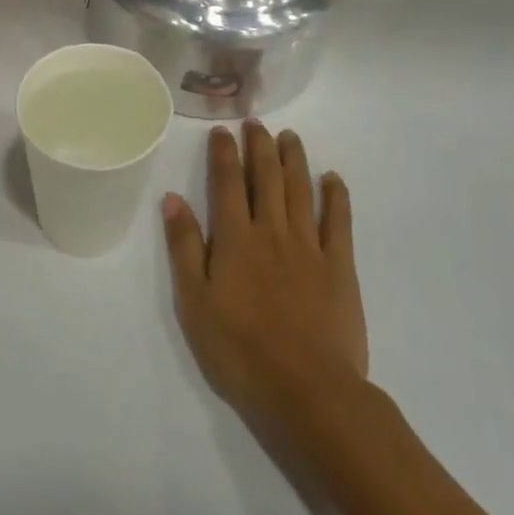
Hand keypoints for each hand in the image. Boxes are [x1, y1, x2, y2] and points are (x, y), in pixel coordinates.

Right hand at [162, 122, 366, 436]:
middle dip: (259, 146)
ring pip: (300, 190)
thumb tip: (173, 198)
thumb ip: (185, 247)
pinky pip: (338, 222)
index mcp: (235, 239)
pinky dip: (336, 196)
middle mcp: (272, 231)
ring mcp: (309, 247)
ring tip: (289, 136)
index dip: (223, 154)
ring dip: (294, 159)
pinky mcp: (340, 267)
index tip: (222, 130)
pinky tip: (333, 178)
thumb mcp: (195, 303)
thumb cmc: (241, 351)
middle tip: (256, 122)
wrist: (309, 392)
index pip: (226, 183)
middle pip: (265, 177)